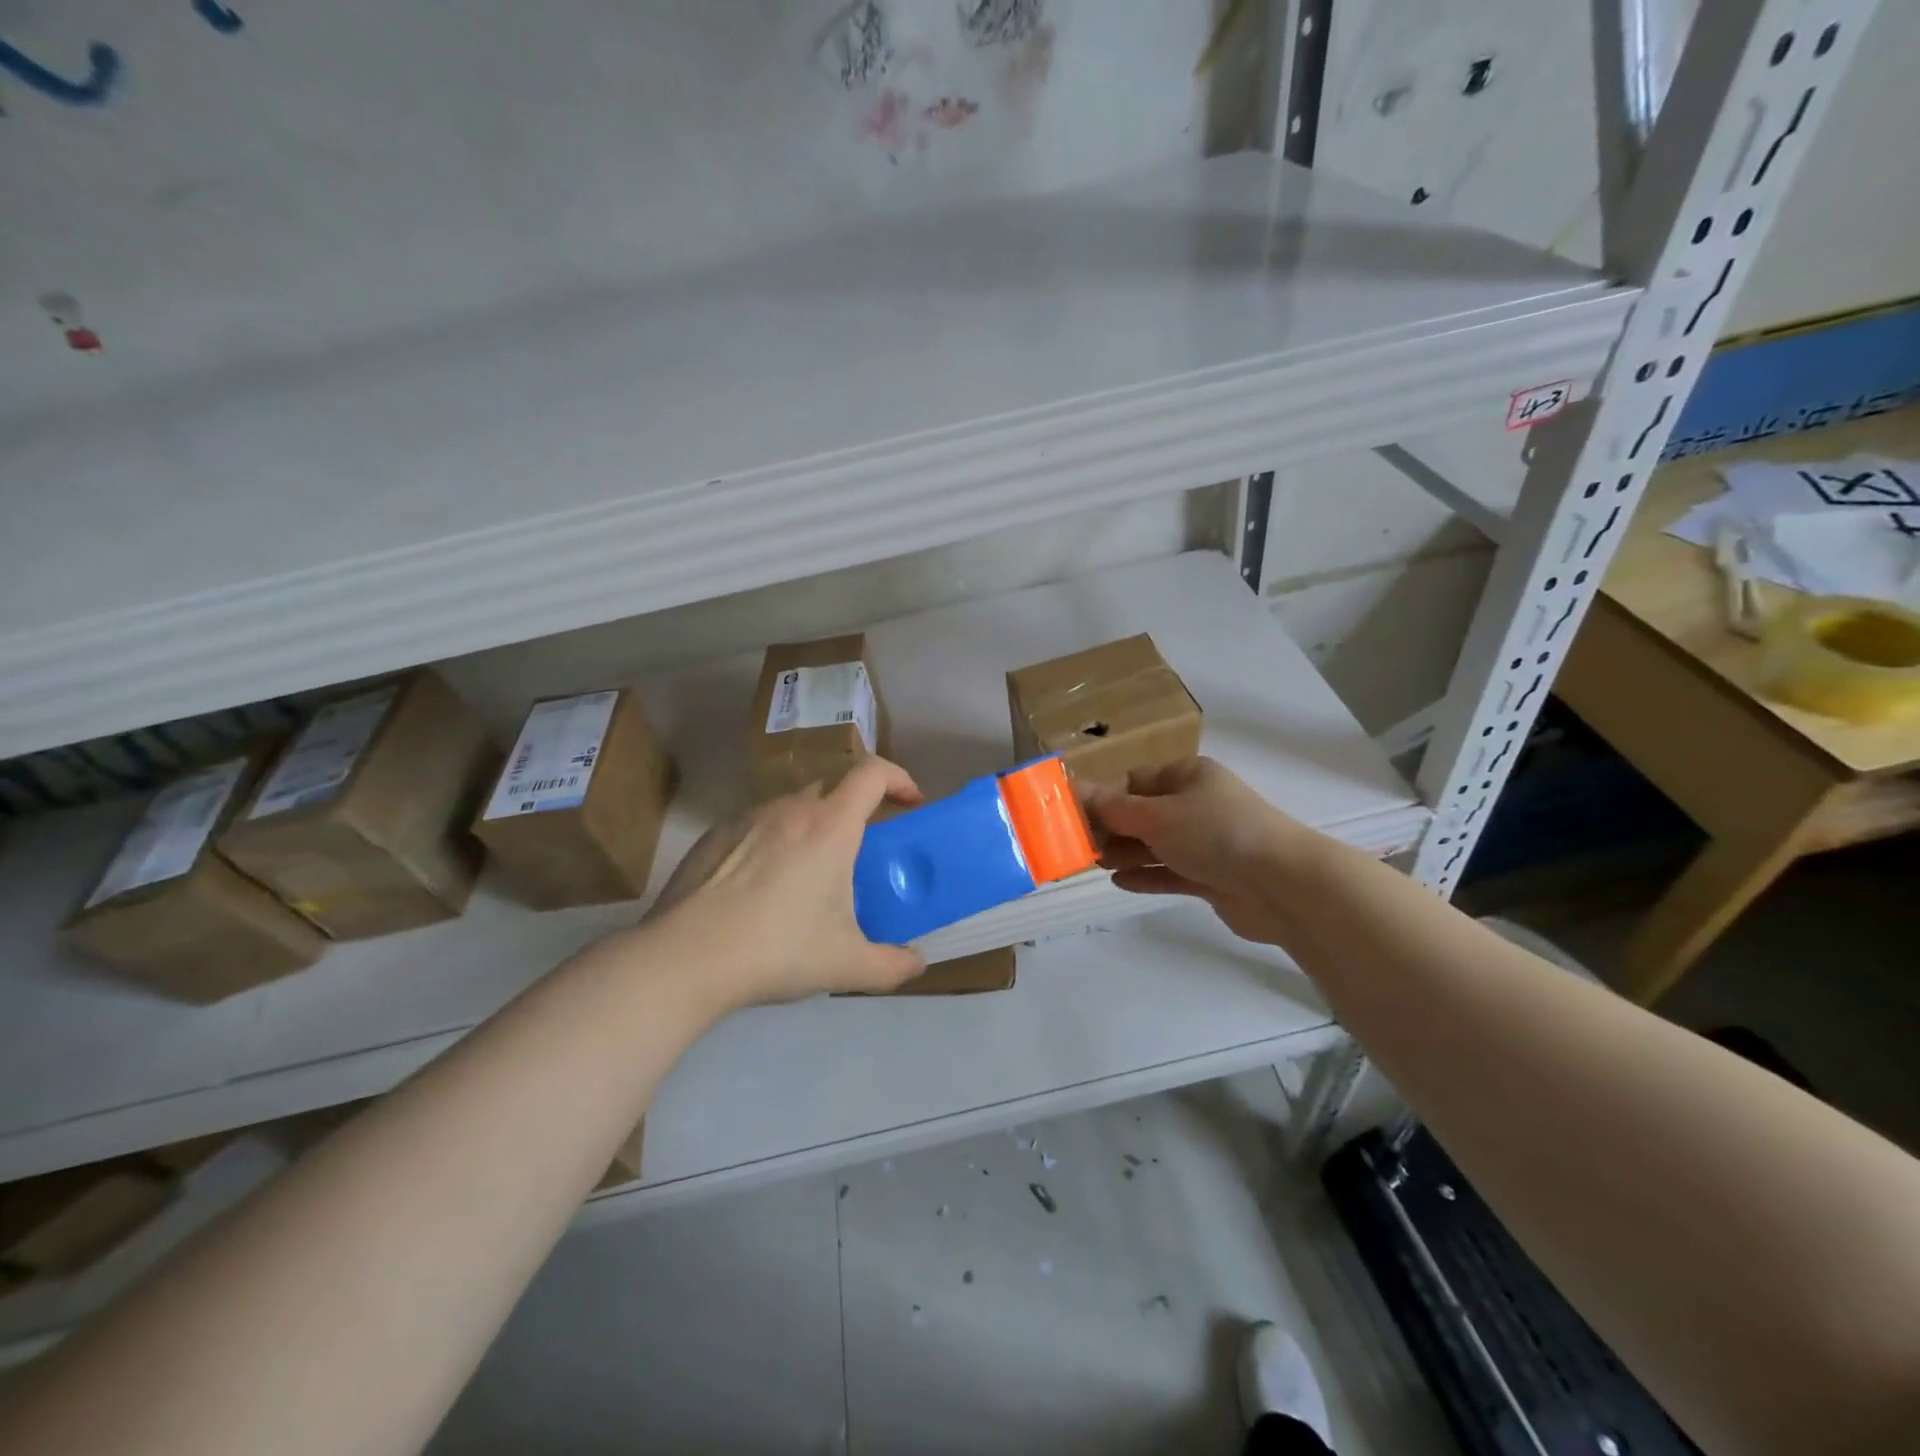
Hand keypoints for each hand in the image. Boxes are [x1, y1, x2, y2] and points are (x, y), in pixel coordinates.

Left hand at [648, 759, 927, 1006]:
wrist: (685, 958)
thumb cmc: (776, 950)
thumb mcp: (845, 965)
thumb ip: (891, 966)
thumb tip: (917, 964)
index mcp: (829, 826)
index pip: (872, 773)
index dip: (898, 778)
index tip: (910, 802)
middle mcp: (790, 809)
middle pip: (833, 786)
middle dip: (856, 807)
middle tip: (861, 847)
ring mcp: (747, 818)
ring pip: (793, 805)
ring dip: (813, 824)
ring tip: (810, 871)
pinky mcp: (714, 835)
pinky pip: (758, 824)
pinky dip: (774, 840)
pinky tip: (762, 886)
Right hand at [1082, 757, 1316, 945]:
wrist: (1282, 885)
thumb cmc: (1215, 833)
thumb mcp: (1157, 815)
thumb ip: (1113, 808)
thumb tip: (1074, 790)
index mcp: (1187, 776)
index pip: (1134, 781)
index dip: (1102, 797)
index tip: (1072, 817)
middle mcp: (1196, 804)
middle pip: (1142, 814)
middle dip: (1111, 828)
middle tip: (1079, 847)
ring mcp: (1206, 842)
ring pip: (1155, 844)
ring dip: (1125, 853)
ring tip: (1095, 864)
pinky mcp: (1211, 876)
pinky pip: (1170, 872)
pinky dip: (1146, 876)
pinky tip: (1119, 882)